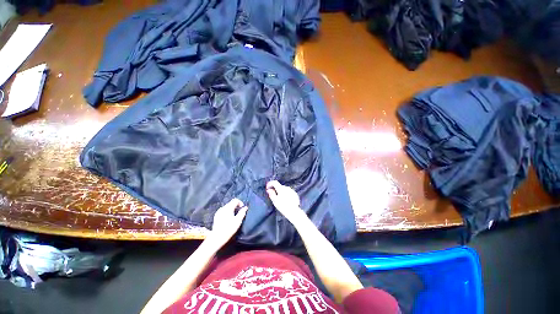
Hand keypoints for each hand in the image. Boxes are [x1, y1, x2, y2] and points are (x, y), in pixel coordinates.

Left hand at [207, 199, 247, 246]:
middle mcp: (223, 208)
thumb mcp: (238, 221)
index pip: (235, 200)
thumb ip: (242, 212)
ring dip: (232, 209)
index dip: (240, 203)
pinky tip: (228, 219)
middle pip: (231, 203)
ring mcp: (218, 212)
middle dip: (236, 206)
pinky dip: (227, 212)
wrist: (217, 238)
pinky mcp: (216, 216)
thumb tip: (245, 207)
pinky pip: (223, 211)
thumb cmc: (229, 229)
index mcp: (228, 208)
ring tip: (234, 216)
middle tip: (239, 213)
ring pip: (227, 207)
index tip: (242, 209)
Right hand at [266, 181, 304, 222]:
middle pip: (279, 186)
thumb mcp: (275, 201)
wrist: (293, 211)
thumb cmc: (283, 206)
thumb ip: (271, 194)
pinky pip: (288, 192)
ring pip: (284, 189)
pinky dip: (285, 194)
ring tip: (279, 198)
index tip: (267, 188)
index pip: (275, 182)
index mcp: (281, 188)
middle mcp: (286, 187)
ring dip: (280, 192)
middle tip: (272, 194)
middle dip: (275, 189)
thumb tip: (269, 190)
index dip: (270, 183)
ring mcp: (291, 190)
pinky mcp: (295, 194)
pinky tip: (285, 200)